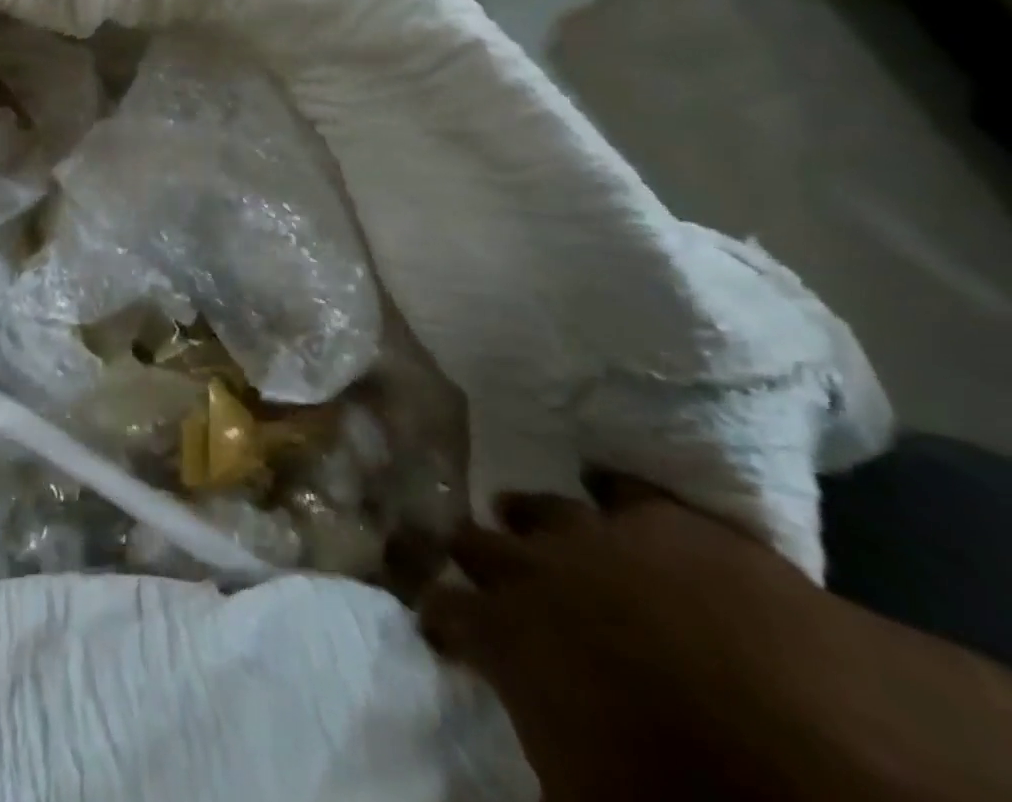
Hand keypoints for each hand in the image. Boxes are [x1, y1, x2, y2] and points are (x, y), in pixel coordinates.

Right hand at [419, 475, 1011, 801]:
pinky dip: (613, 491)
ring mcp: (603, 537)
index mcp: (508, 634)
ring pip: (542, 507)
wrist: (819, 752)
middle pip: (479, 543)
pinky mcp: (671, 522)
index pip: (444, 611)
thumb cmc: (678, 788)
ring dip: (529, 517)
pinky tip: (603, 484)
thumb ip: (536, 731)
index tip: (436, 623)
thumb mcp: (584, 789)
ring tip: (519, 513)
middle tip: (467, 558)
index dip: (436, 616)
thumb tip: (524, 716)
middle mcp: (537, 570)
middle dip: (471, 552)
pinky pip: (629, 490)